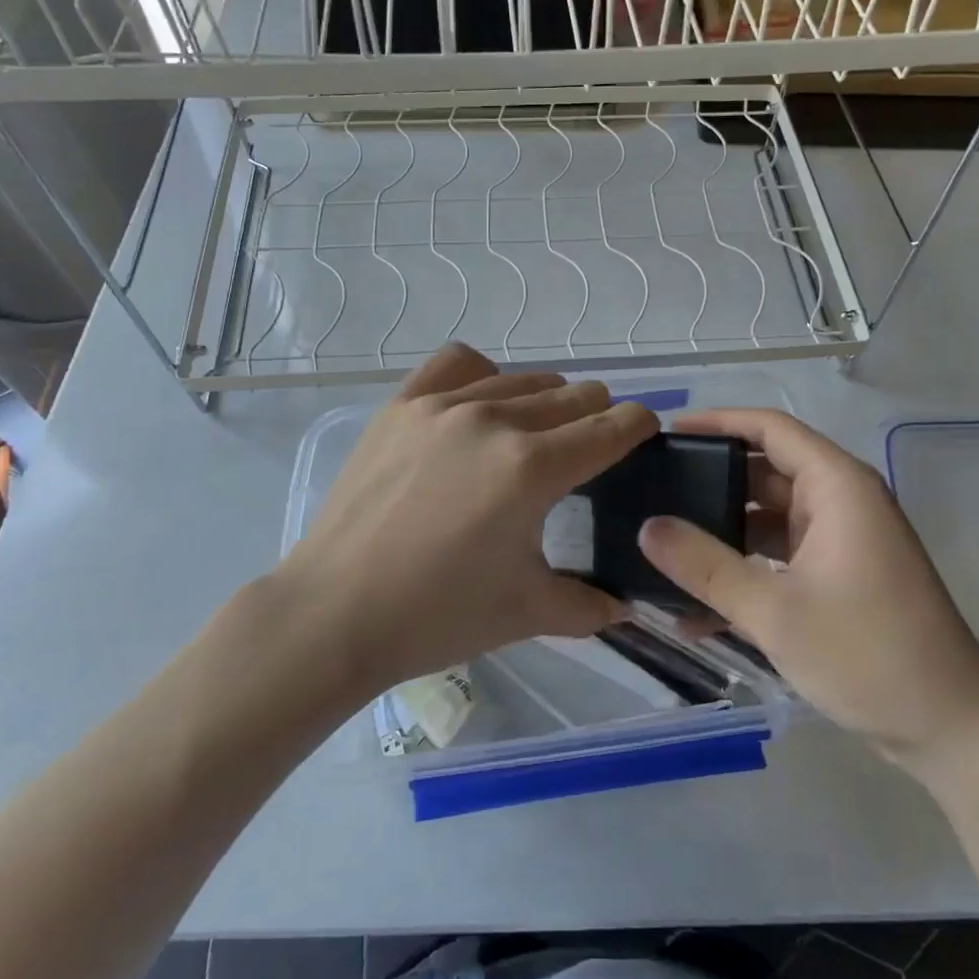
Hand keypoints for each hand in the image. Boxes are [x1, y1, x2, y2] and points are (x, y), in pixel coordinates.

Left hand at [278, 344, 657, 692]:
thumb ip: (590, 605)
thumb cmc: (437, 616)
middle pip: (573, 395)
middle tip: (588, 450)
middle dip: (596, 417)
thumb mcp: (527, 612)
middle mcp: (494, 419)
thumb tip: (628, 606)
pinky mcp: (402, 404)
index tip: (644, 434)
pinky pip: (458, 362)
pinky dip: (484, 373)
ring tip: (536, 432)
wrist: (334, 614)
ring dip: (547, 400)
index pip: (612, 427)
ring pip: (523, 378)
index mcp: (533, 468)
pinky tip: (480, 403)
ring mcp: (443, 405)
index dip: (639, 426)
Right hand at [636, 408, 978, 776]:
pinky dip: (745, 571)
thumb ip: (705, 566)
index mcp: (837, 486)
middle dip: (710, 484)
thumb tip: (647, 527)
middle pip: (764, 472)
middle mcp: (841, 502)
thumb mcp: (775, 611)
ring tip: (663, 549)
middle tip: (652, 492)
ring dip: (722, 536)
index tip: (666, 432)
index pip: (769, 428)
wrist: (950, 731)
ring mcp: (841, 541)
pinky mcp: (839, 576)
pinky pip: (780, 557)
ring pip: (767, 519)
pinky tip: (696, 609)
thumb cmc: (868, 654)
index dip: (717, 422)